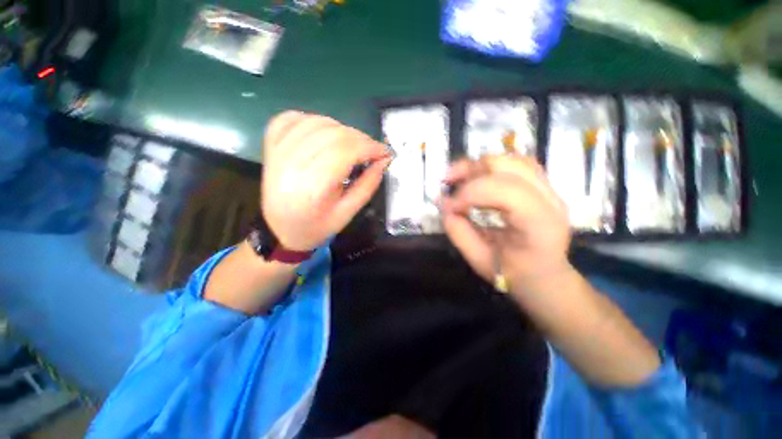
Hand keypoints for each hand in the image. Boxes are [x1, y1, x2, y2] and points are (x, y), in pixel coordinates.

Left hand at [262, 111, 391, 250]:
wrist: (280, 230)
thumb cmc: (316, 227)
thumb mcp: (347, 213)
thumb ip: (368, 185)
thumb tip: (383, 161)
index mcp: (311, 188)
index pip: (344, 152)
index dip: (369, 147)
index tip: (385, 152)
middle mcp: (290, 165)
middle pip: (332, 133)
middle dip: (360, 138)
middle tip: (372, 150)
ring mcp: (277, 152)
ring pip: (316, 122)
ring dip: (342, 129)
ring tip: (353, 144)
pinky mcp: (270, 146)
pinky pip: (291, 118)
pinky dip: (314, 120)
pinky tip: (326, 132)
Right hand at [440, 155, 573, 295]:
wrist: (546, 276)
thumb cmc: (515, 274)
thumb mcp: (480, 260)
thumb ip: (459, 232)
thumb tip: (443, 206)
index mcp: (539, 224)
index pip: (504, 190)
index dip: (469, 193)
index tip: (447, 206)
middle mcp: (550, 199)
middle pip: (507, 166)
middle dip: (470, 172)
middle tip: (447, 184)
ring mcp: (549, 189)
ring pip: (510, 159)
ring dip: (478, 166)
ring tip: (458, 178)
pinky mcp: (541, 185)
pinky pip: (514, 164)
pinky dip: (489, 167)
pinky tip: (476, 178)